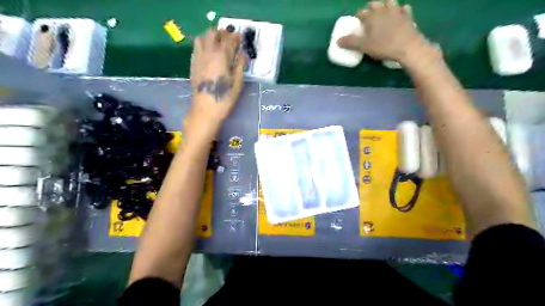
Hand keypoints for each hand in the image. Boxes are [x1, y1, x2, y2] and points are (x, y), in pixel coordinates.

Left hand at [190, 29, 244, 123]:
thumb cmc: (224, 97)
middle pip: (213, 33)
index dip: (235, 36)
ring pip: (202, 37)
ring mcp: (198, 57)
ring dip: (211, 37)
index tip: (240, 38)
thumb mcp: (237, 82)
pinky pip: (196, 47)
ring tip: (218, 44)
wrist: (205, 109)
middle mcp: (208, 52)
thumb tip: (242, 54)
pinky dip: (203, 45)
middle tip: (229, 39)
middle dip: (222, 33)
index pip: (228, 38)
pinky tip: (209, 54)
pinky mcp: (193, 64)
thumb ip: (240, 65)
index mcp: (221, 56)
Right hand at [339, 0, 437, 64]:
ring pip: (390, 2)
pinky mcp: (408, 17)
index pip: (361, 12)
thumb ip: (351, 42)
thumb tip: (338, 41)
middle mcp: (384, 10)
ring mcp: (397, 12)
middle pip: (375, 4)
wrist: (408, 47)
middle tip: (368, 16)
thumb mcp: (364, 46)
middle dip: (370, 8)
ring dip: (385, 5)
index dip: (358, 17)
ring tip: (383, 12)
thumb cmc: (384, 46)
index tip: (356, 22)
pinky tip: (400, 14)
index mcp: (372, 16)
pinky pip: (404, 9)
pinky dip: (400, 10)